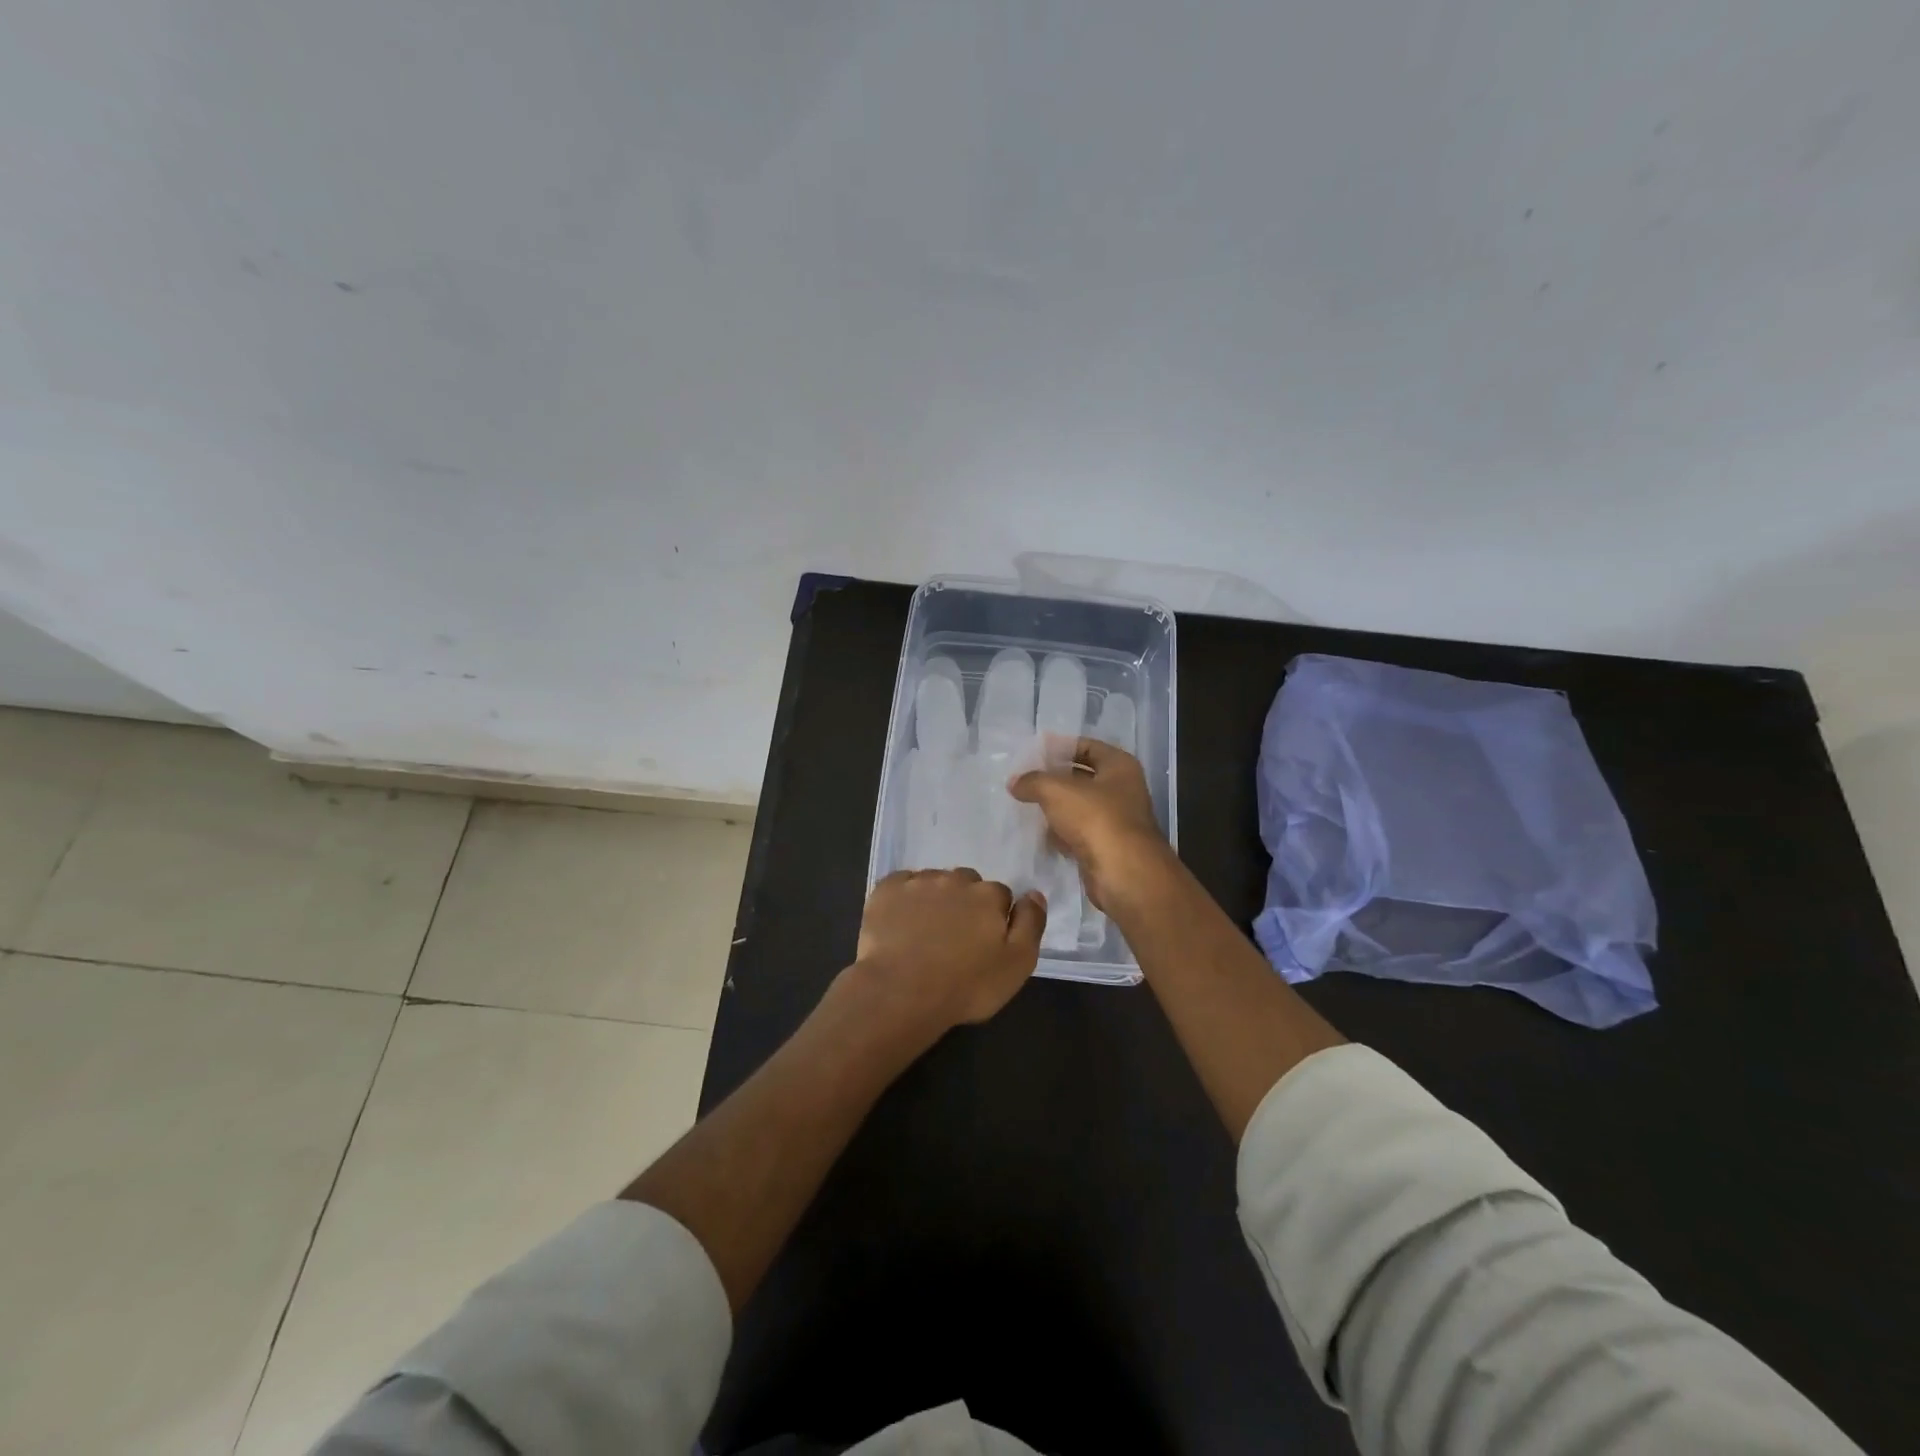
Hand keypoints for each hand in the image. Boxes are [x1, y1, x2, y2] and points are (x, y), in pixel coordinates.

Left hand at [844, 868, 1045, 1041]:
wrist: (900, 993)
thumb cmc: (965, 986)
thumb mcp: (1017, 965)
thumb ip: (1031, 924)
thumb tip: (1034, 894)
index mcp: (988, 895)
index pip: (1000, 896)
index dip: (995, 918)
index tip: (984, 942)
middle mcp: (955, 879)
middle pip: (967, 884)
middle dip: (965, 903)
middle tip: (955, 937)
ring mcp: (918, 882)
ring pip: (934, 881)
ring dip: (935, 898)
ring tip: (926, 932)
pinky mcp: (886, 890)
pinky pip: (901, 884)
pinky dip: (904, 897)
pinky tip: (900, 921)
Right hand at [1008, 739, 1174, 913]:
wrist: (1123, 873)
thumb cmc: (1095, 818)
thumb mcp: (1056, 790)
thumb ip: (1032, 781)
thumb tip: (1014, 783)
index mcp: (1119, 766)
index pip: (1087, 746)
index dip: (1060, 747)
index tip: (1033, 753)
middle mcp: (1122, 789)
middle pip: (1082, 777)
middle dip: (1054, 779)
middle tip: (1023, 780)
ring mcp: (1116, 820)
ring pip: (1079, 807)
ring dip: (1056, 808)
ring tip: (1025, 805)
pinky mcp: (1106, 847)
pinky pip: (1079, 833)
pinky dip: (1061, 834)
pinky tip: (1040, 834)